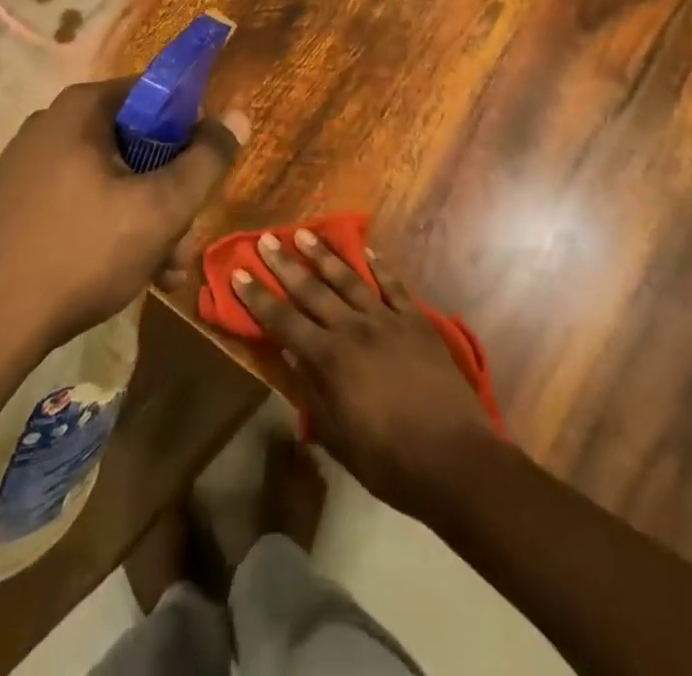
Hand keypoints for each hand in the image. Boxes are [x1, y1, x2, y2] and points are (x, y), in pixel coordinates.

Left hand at [0, 79, 247, 352]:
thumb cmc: (82, 252)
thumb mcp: (162, 208)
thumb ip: (207, 160)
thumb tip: (237, 116)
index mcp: (81, 109)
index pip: (155, 95)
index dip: (189, 131)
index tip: (201, 175)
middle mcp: (48, 125)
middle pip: (134, 144)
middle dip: (168, 193)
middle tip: (183, 242)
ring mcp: (23, 167)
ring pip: (107, 180)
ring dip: (144, 220)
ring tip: (163, 274)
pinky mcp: (8, 207)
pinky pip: (75, 203)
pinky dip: (105, 230)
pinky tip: (123, 275)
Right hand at [233, 231, 501, 519]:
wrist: (452, 458)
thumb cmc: (388, 459)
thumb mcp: (337, 435)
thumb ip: (311, 390)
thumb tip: (290, 353)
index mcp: (329, 359)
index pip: (283, 321)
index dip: (258, 297)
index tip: (239, 273)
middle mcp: (353, 329)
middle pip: (312, 290)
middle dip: (285, 264)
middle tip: (267, 239)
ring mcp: (387, 319)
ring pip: (348, 278)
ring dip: (324, 254)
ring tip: (305, 233)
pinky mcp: (415, 320)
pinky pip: (392, 285)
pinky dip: (378, 265)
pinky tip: (365, 249)